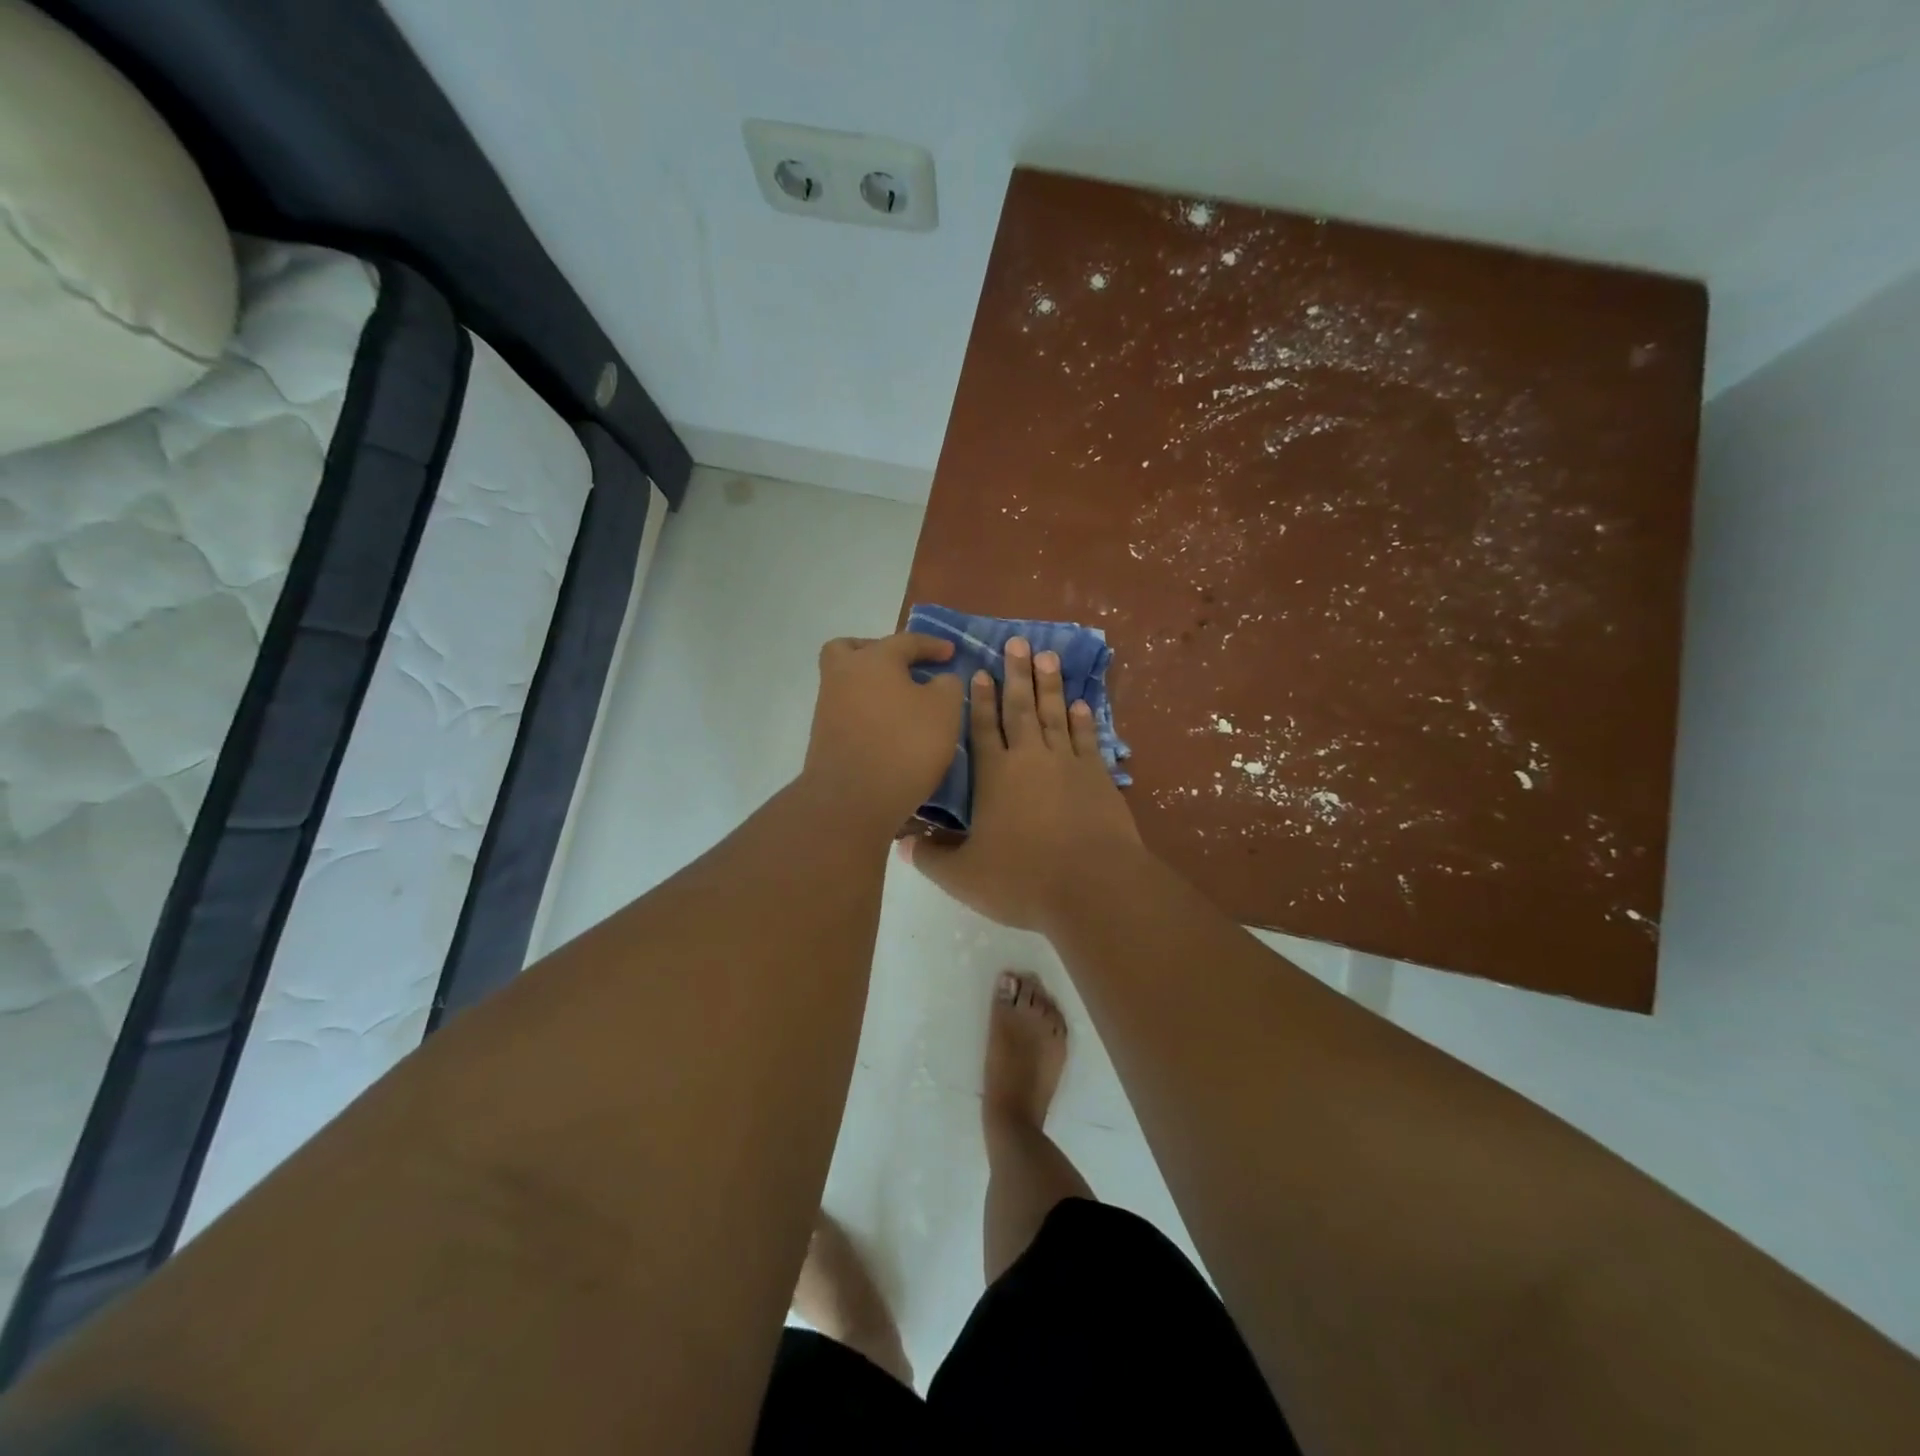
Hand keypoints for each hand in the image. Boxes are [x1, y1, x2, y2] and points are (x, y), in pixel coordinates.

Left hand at [801, 633, 963, 832]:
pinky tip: (889, 729)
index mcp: (873, 659)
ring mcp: (828, 706)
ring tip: (903, 704)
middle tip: (905, 668)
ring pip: (848, 681)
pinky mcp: (824, 736)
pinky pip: (848, 710)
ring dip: (873, 685)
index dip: (932, 645)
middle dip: (879, 653)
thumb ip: (947, 685)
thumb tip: (938, 679)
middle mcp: (843, 674)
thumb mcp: (945, 710)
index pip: (906, 641)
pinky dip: (867, 711)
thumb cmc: (905, 745)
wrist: (852, 800)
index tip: (951, 652)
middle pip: (853, 650)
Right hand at [902, 637, 1143, 930]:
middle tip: (1017, 642)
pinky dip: (1083, 719)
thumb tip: (900, 844)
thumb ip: (930, 857)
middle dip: (1016, 674)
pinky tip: (1080, 703)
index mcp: (994, 776)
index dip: (980, 700)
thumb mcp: (963, 876)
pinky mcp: (1098, 776)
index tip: (979, 672)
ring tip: (1047, 656)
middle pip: (1020, 708)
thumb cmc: (1022, 879)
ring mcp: (1067, 764)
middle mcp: (1029, 759)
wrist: (1092, 886)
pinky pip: (1087, 738)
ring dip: (1049, 685)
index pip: (983, 729)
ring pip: (1054, 714)